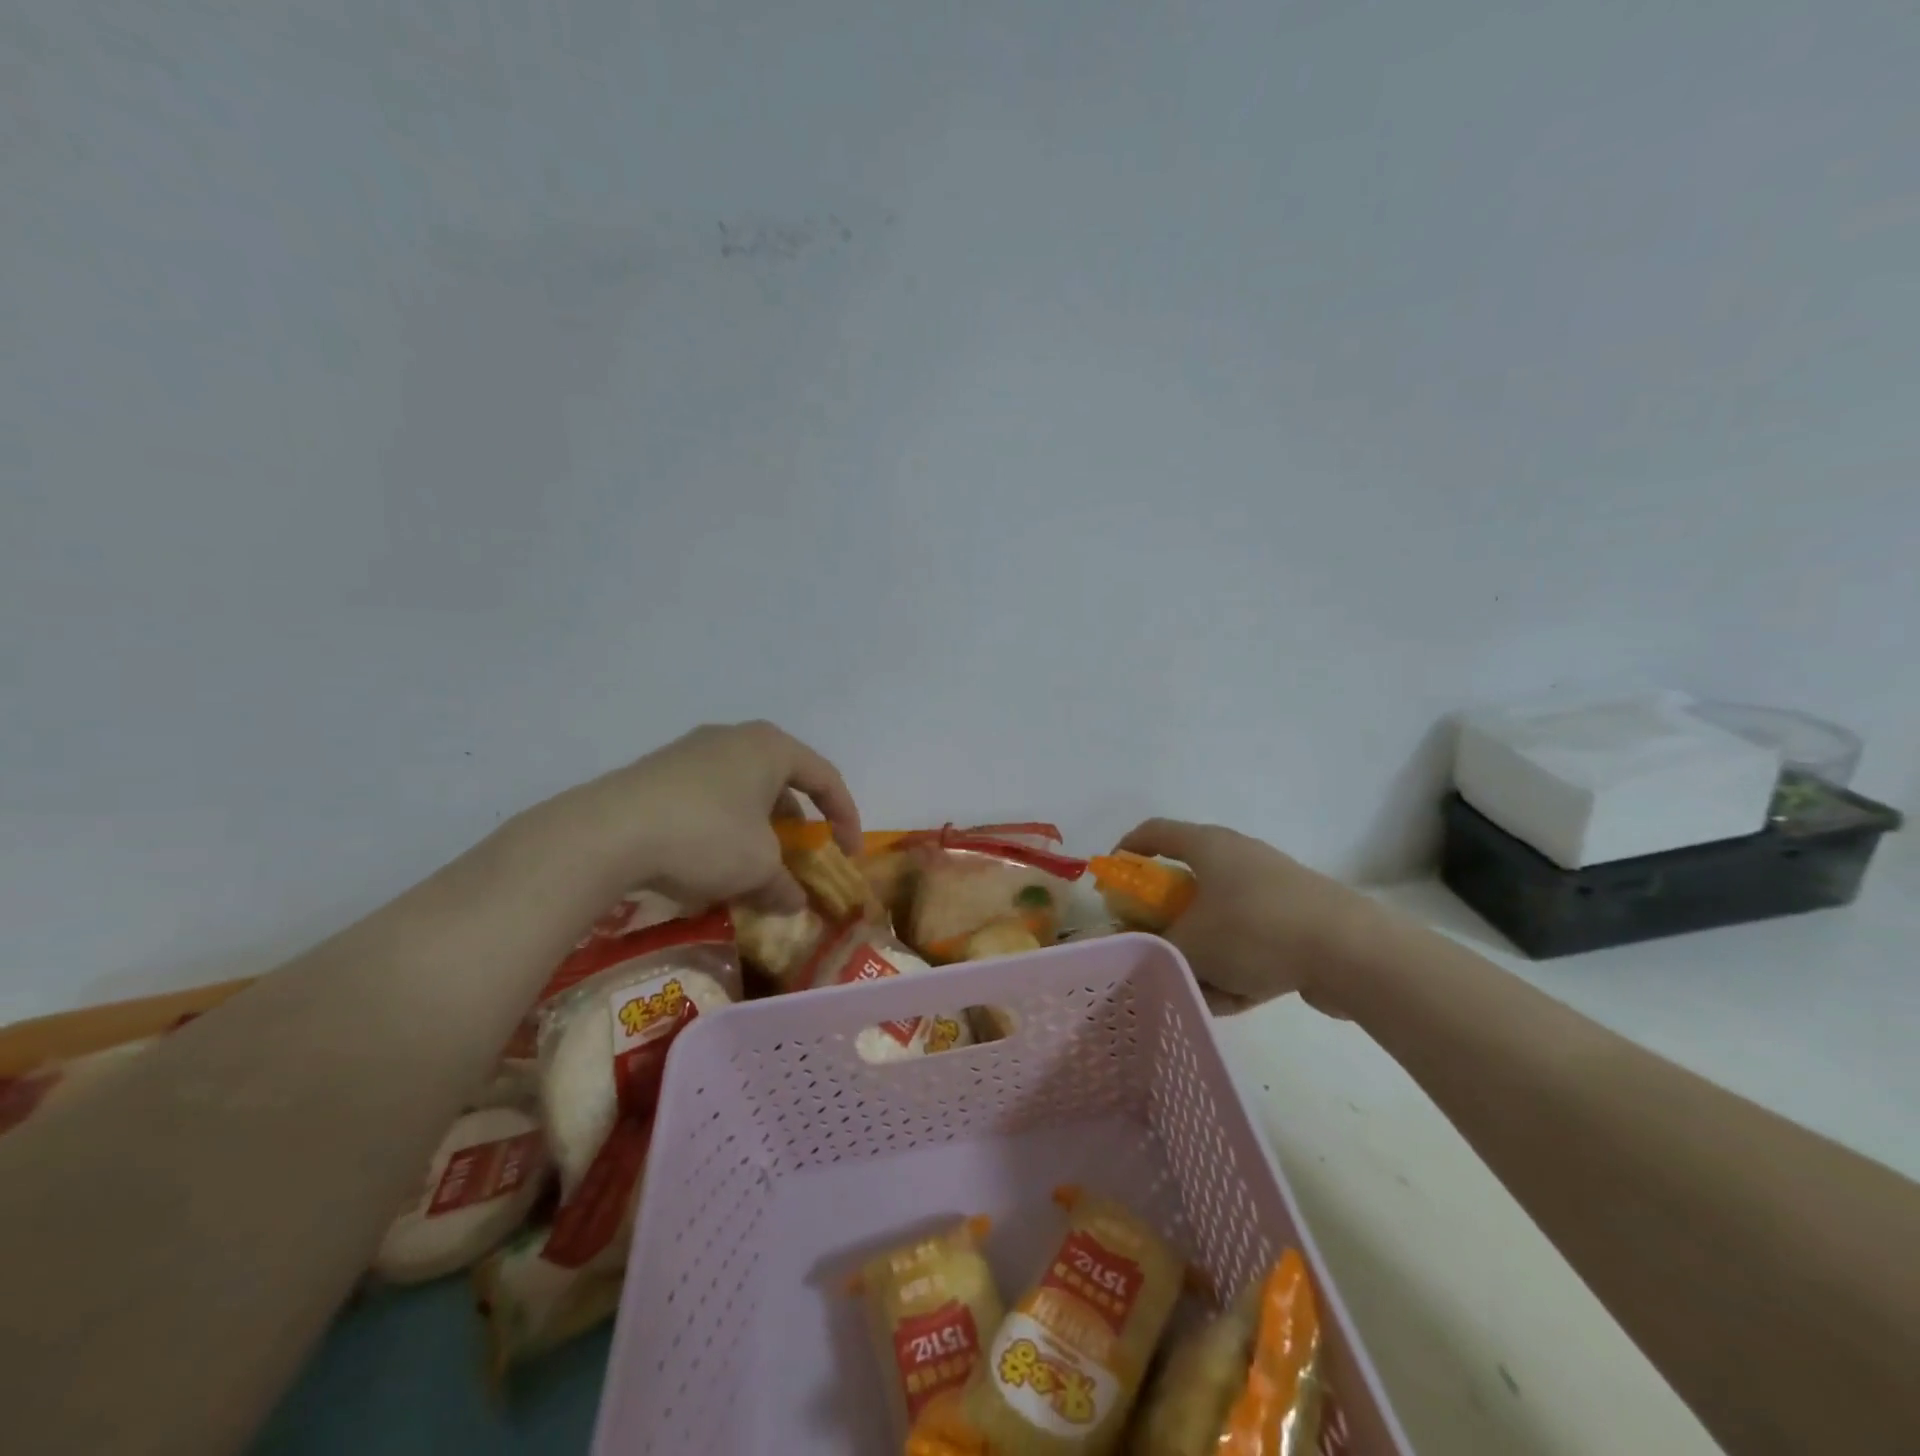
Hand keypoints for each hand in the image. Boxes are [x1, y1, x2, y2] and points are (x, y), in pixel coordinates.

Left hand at [550, 721, 861, 913]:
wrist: (607, 833)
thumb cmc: (706, 836)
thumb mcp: (757, 868)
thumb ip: (784, 885)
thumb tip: (794, 903)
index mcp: (771, 748)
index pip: (826, 779)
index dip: (846, 818)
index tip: (848, 855)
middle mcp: (735, 738)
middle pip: (783, 783)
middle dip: (796, 827)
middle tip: (797, 861)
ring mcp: (692, 752)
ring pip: (743, 792)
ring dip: (757, 831)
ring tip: (752, 869)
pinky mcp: (658, 773)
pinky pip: (709, 799)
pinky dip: (723, 829)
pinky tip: (708, 864)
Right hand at [1114, 819, 1378, 1014]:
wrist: (1353, 953)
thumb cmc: (1255, 930)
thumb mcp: (1190, 944)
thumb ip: (1153, 947)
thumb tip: (1132, 950)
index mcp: (1209, 846)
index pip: (1155, 832)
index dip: (1128, 850)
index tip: (1110, 876)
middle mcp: (1239, 859)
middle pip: (1187, 882)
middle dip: (1167, 921)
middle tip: (1151, 946)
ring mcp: (1272, 891)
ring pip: (1220, 921)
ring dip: (1205, 955)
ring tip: (1199, 991)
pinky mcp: (1298, 922)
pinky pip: (1252, 943)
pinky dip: (1238, 968)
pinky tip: (1234, 1001)